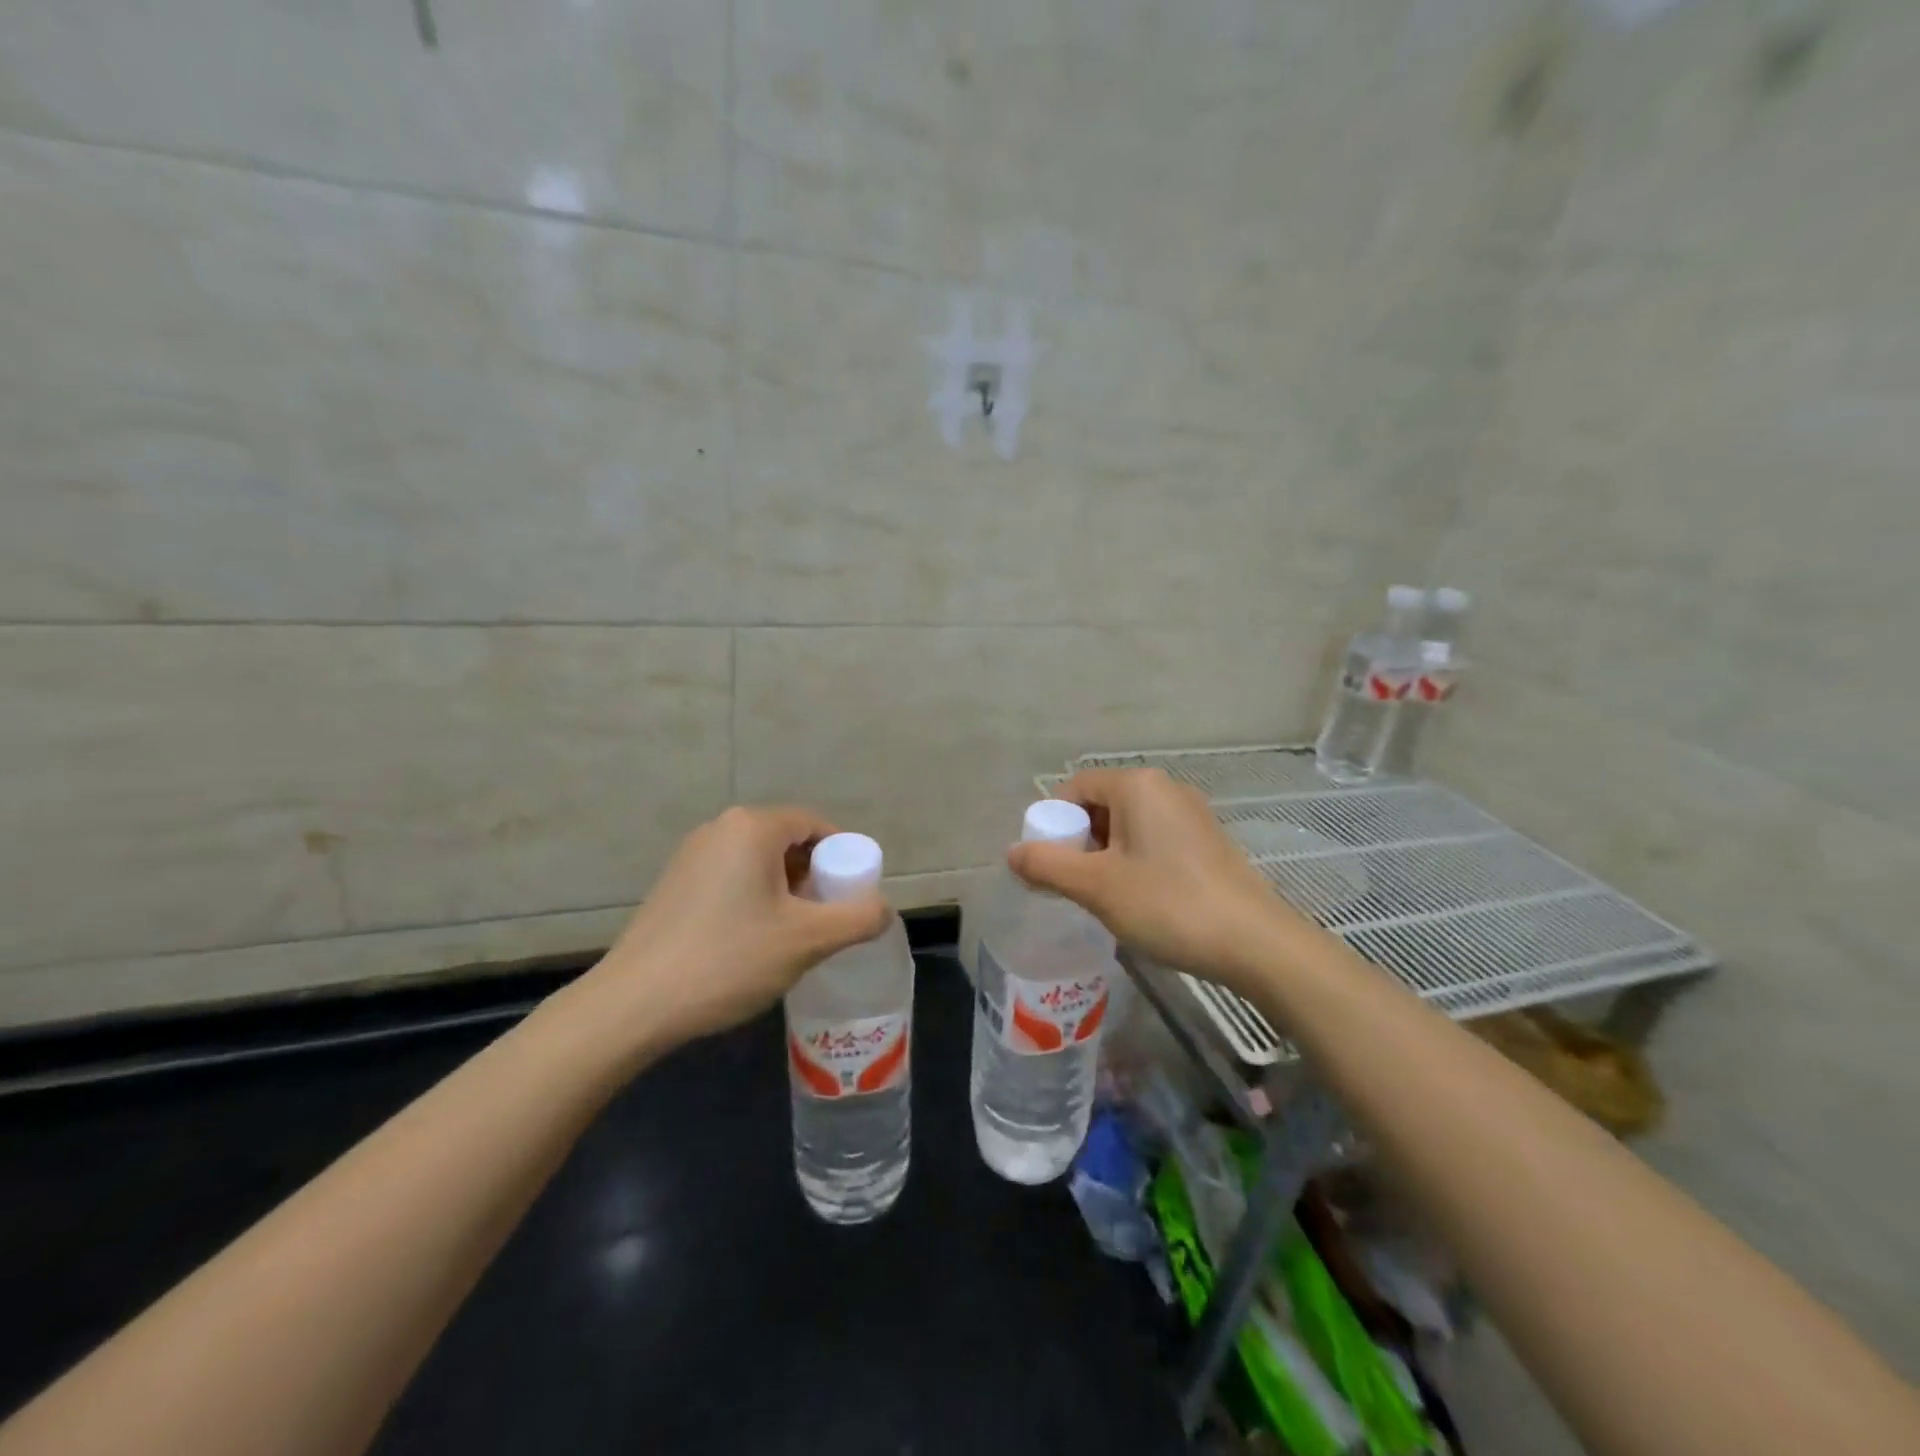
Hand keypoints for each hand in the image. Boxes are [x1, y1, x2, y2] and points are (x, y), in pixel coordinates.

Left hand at [576, 805, 892, 1049]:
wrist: (633, 1005)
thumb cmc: (729, 959)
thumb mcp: (807, 941)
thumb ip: (858, 918)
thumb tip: (884, 909)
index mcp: (752, 827)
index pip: (816, 824)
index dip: (843, 857)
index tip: (850, 897)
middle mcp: (720, 828)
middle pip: (788, 841)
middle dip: (813, 877)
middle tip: (824, 920)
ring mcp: (691, 855)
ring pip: (759, 862)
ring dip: (785, 891)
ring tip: (790, 937)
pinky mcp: (674, 884)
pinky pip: (732, 877)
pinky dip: (754, 899)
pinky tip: (750, 942)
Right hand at [1007, 768, 1318, 992]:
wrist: (1255, 943)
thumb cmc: (1168, 904)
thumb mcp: (1096, 887)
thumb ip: (1047, 865)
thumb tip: (1012, 853)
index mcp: (1137, 786)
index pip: (1074, 787)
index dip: (1052, 823)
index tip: (1047, 864)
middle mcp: (1165, 788)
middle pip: (1101, 804)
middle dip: (1078, 841)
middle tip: (1073, 884)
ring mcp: (1191, 814)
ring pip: (1128, 824)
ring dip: (1105, 854)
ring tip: (1104, 896)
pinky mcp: (1207, 841)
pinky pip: (1154, 839)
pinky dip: (1134, 860)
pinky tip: (1139, 898)